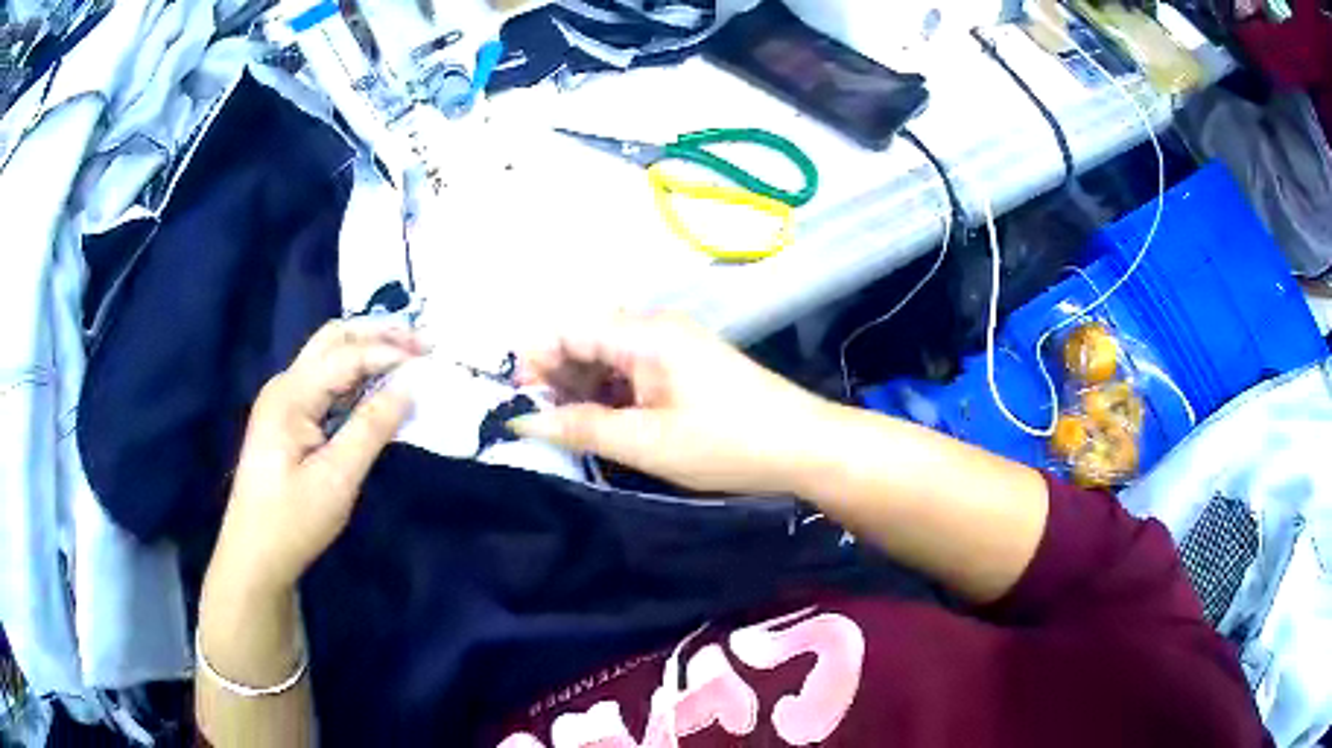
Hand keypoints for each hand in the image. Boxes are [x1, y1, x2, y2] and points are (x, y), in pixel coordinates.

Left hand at [210, 319, 423, 593]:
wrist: (255, 556)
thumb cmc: (293, 521)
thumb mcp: (337, 479)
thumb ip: (371, 428)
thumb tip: (408, 387)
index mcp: (290, 395)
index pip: (346, 356)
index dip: (388, 352)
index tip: (430, 358)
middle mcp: (285, 386)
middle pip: (333, 339)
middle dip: (378, 335)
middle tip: (421, 343)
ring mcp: (284, 401)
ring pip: (329, 357)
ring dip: (368, 351)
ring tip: (408, 356)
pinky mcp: (289, 420)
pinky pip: (326, 384)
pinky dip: (356, 377)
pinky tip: (378, 387)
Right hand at [511, 312, 831, 493]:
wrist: (805, 445)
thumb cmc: (726, 443)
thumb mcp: (647, 443)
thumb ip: (582, 427)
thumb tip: (522, 419)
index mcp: (643, 333)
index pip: (567, 329)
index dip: (534, 361)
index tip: (515, 402)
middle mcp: (654, 328)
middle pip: (585, 339)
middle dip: (556, 377)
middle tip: (540, 424)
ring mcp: (673, 345)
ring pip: (607, 356)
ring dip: (583, 388)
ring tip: (569, 429)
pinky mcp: (685, 365)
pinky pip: (632, 370)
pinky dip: (611, 393)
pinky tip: (605, 424)